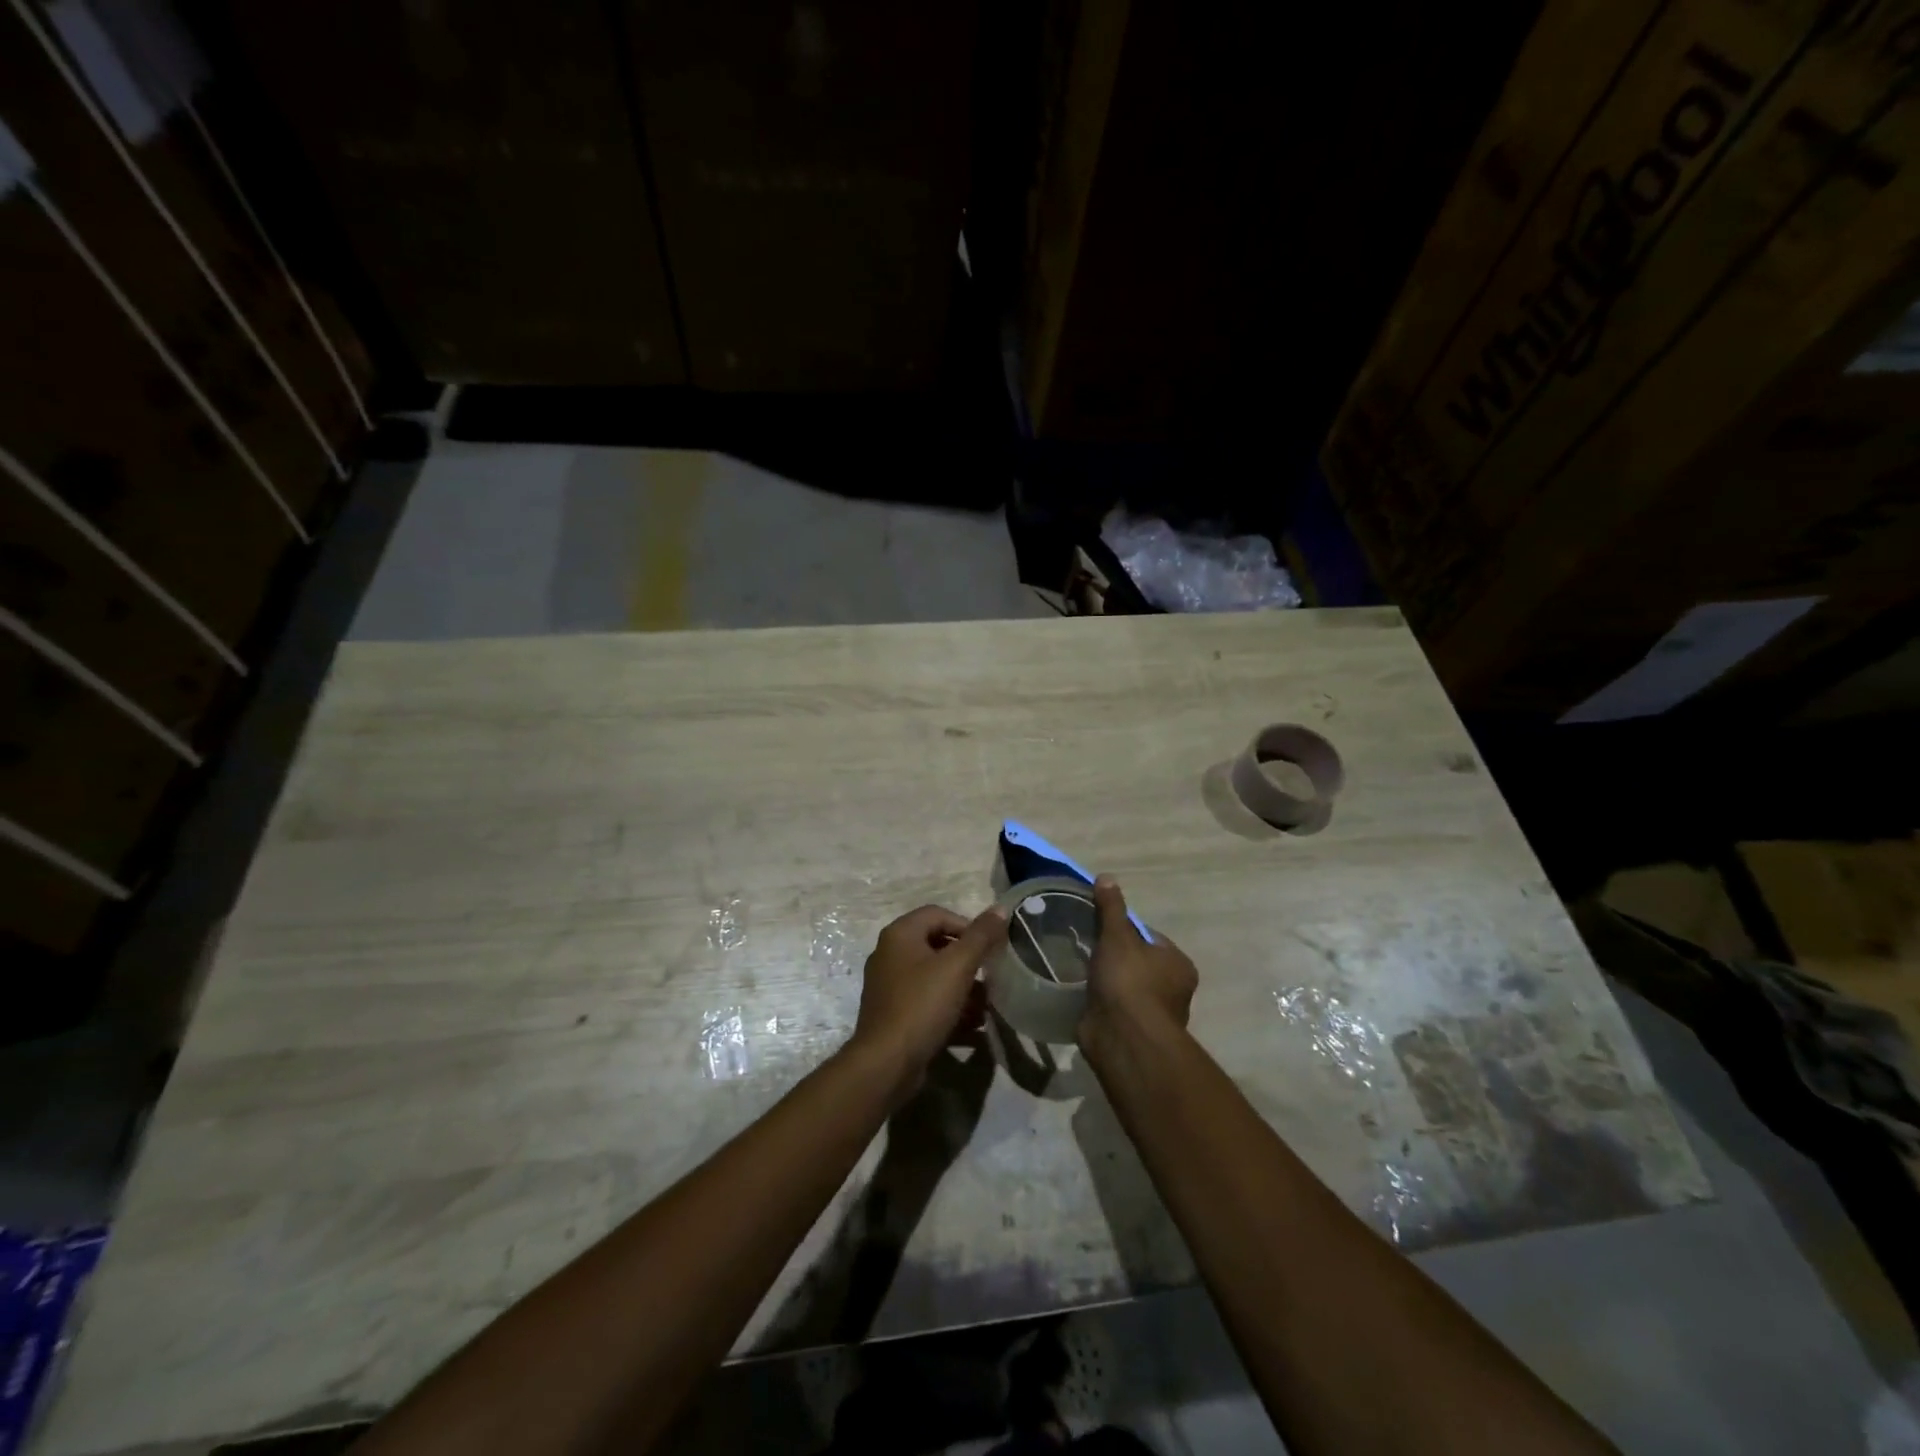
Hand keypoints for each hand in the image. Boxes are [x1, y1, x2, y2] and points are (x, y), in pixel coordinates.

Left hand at [848, 904, 1008, 1101]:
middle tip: (991, 975)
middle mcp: (890, 955)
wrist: (886, 1064)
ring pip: (934, 976)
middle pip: (937, 945)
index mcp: (900, 935)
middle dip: (968, 960)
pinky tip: (974, 1026)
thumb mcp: (957, 966)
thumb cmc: (922, 1005)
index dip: (968, 926)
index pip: (939, 914)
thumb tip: (1001, 908)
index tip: (990, 947)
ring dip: (963, 987)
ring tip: (988, 1004)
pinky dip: (950, 1008)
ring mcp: (889, 986)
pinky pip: (927, 1002)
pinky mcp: (894, 1015)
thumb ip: (981, 936)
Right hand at [1081, 876, 1197, 1047]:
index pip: (1149, 937)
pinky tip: (1080, 992)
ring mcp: (1151, 1014)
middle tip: (1085, 944)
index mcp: (1177, 964)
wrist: (1123, 1038)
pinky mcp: (1130, 1032)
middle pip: (1137, 961)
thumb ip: (1111, 908)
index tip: (1099, 926)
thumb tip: (1107, 877)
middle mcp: (1171, 989)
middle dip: (1113, 955)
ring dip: (1105, 980)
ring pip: (1124, 986)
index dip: (1124, 929)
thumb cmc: (1129, 981)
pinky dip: (1099, 1001)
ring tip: (1078, 967)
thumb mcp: (1117, 936)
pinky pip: (1112, 1008)